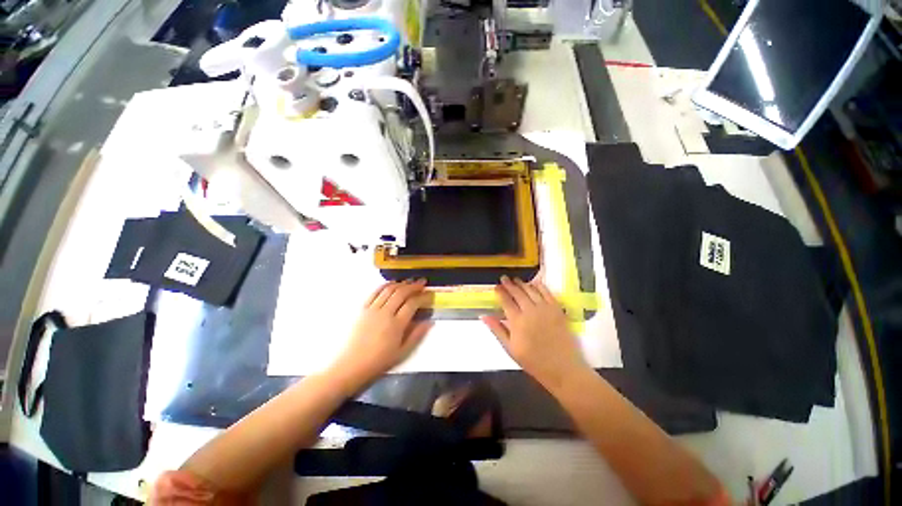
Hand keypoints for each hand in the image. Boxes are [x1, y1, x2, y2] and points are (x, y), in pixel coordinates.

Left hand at [330, 280, 432, 390]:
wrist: (351, 365)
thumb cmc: (379, 361)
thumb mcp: (402, 352)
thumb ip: (417, 335)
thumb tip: (430, 322)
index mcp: (397, 325)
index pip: (412, 304)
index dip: (423, 297)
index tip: (429, 294)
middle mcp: (385, 313)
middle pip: (401, 293)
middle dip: (414, 286)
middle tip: (422, 282)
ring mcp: (373, 309)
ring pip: (389, 290)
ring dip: (401, 283)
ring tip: (409, 281)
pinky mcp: (363, 309)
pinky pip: (375, 292)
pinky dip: (384, 285)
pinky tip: (391, 284)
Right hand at [481, 276, 588, 390]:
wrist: (563, 369)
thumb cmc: (533, 361)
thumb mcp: (510, 348)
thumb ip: (497, 330)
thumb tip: (484, 316)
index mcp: (517, 321)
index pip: (506, 301)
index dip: (500, 292)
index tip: (496, 286)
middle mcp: (530, 311)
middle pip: (518, 293)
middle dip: (509, 284)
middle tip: (504, 278)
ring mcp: (545, 309)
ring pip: (531, 290)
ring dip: (522, 284)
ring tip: (516, 280)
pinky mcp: (557, 310)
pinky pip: (547, 293)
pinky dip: (540, 286)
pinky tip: (535, 283)